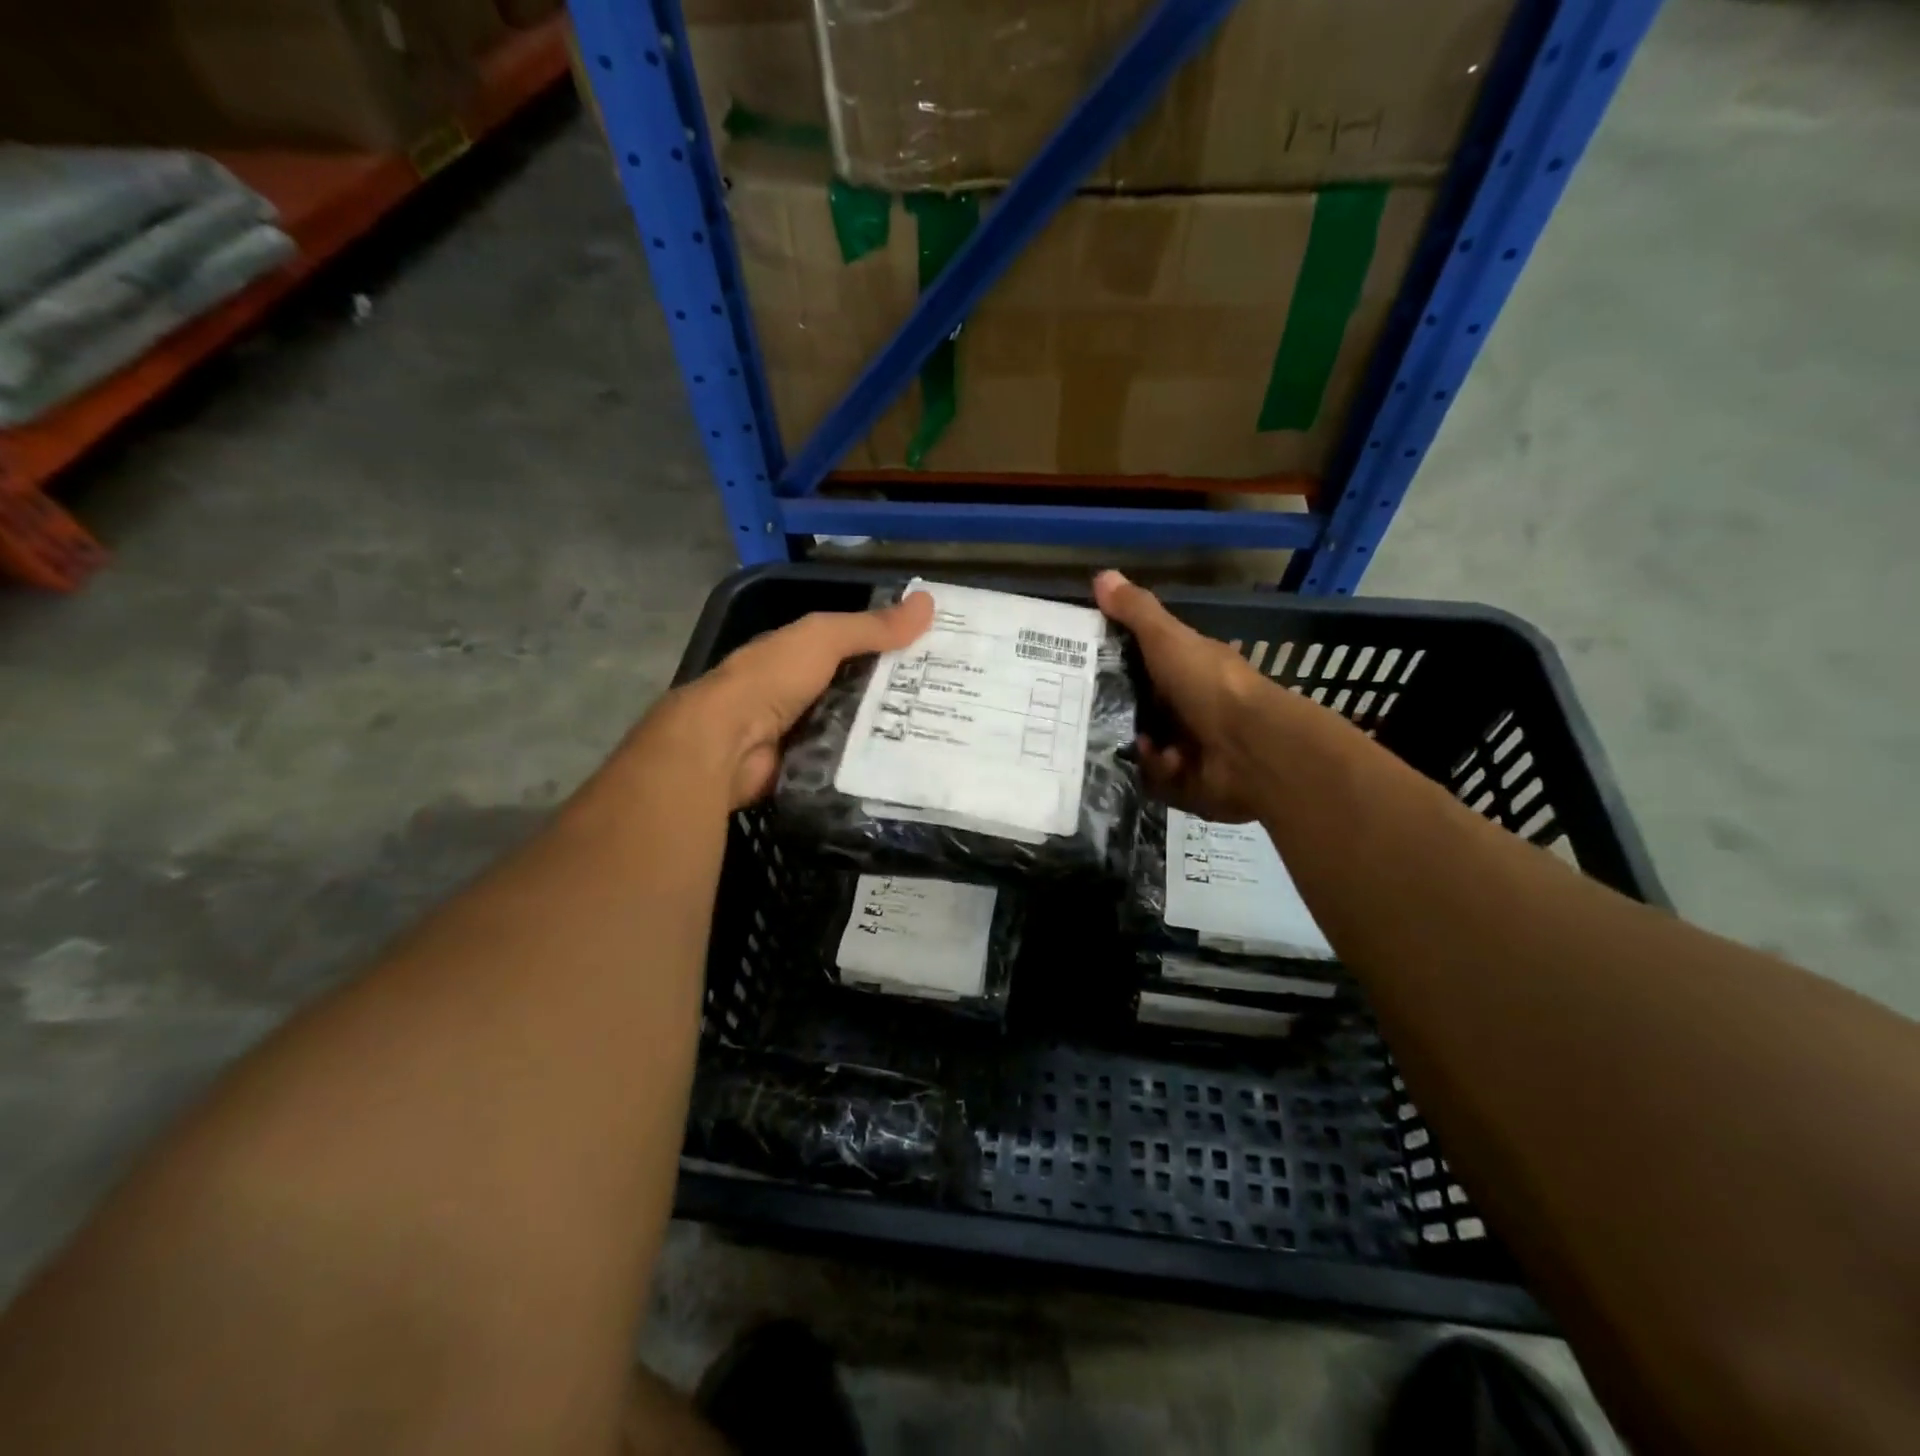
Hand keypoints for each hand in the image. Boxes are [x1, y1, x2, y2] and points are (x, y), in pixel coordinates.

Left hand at [659, 591, 933, 808]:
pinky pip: (849, 761)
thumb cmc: (773, 678)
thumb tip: (929, 603)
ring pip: (859, 727)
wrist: (727, 744)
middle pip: (862, 688)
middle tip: (952, 700)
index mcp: (803, 652)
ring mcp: (805, 730)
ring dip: (891, 729)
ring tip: (942, 734)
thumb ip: (871, 627)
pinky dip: (873, 762)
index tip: (940, 653)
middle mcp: (804, 689)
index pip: (858, 643)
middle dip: (901, 692)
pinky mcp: (808, 767)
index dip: (895, 645)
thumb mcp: (824, 638)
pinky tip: (911, 764)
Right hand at [1095, 569, 1276, 822]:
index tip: (1071, 665)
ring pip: (1134, 746)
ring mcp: (1184, 746)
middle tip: (1071, 711)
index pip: (1135, 665)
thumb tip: (1101, 574)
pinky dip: (1150, 770)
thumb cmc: (1210, 686)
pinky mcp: (1182, 782)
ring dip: (1127, 743)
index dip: (1106, 664)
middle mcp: (1182, 706)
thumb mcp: (1168, 640)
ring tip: (1113, 737)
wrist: (1254, 749)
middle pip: (1130, 708)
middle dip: (1105, 711)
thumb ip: (1136, 612)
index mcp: (1182, 670)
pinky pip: (1148, 778)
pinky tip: (1156, 760)